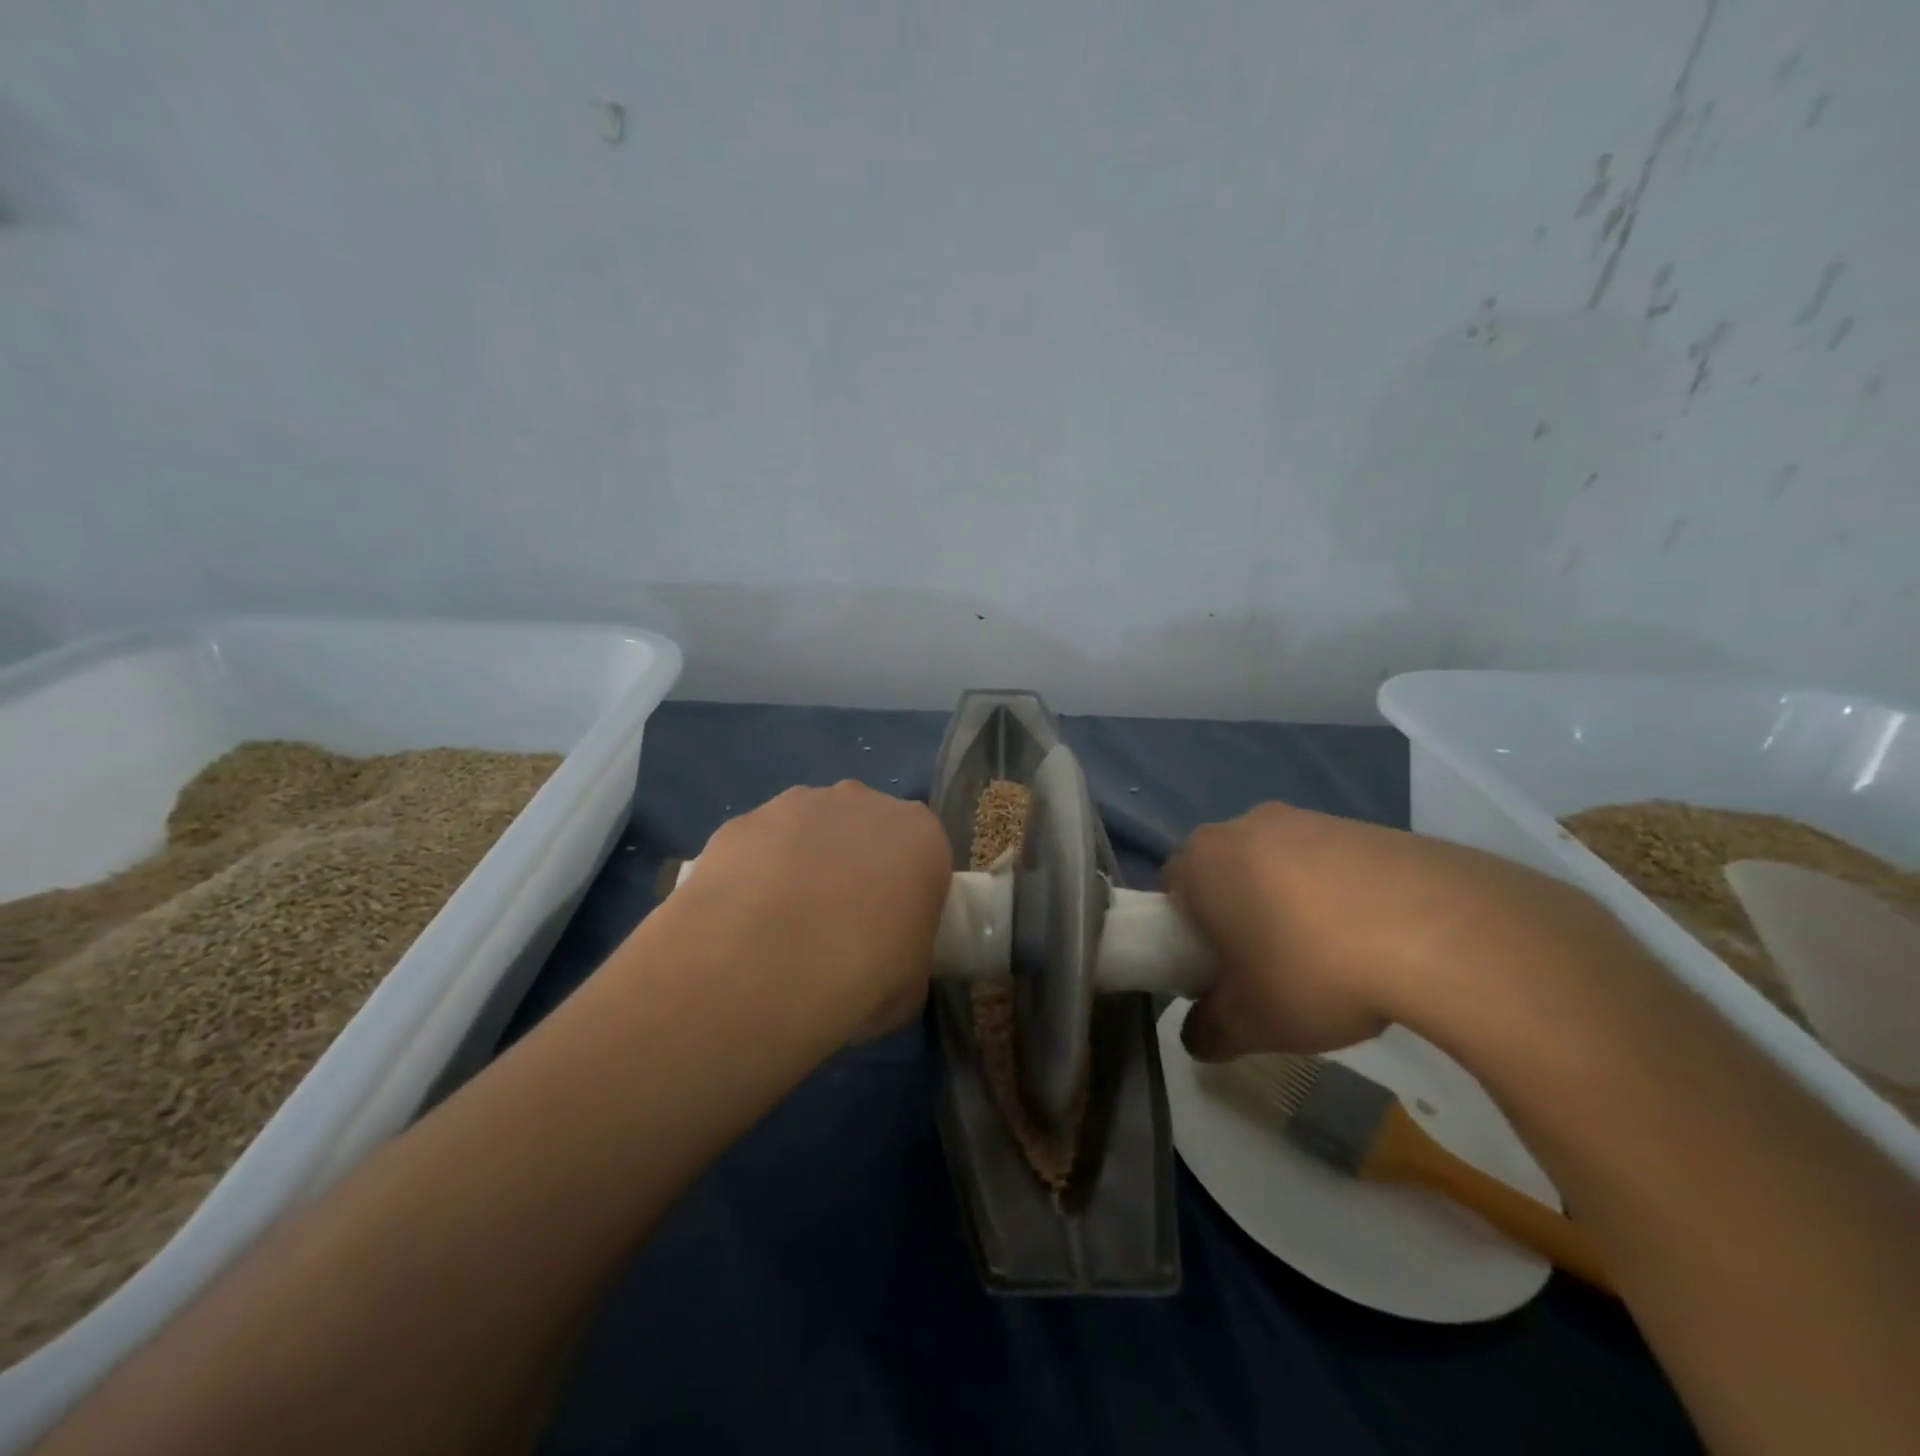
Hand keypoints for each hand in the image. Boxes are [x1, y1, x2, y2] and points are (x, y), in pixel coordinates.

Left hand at [672, 781, 950, 1040]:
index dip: (905, 890)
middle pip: (865, 828)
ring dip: (802, 864)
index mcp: (919, 836)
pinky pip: (758, 846)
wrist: (760, 966)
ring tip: (780, 927)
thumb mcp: (910, 987)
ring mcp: (798, 804)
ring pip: (808, 830)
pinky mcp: (743, 820)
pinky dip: (753, 874)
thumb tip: (887, 961)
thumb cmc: (859, 975)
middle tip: (836, 926)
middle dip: (853, 865)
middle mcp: (863, 803)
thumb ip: (907, 955)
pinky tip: (741, 920)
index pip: (922, 854)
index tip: (889, 929)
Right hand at [1165, 803, 1609, 1059]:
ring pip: (1278, 866)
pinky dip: (1338, 897)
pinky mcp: (1365, 826)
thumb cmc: (1311, 969)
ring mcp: (1310, 819)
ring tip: (1329, 960)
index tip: (1216, 972)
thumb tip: (1199, 1036)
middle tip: (1265, 968)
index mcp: (1202, 859)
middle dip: (1237, 916)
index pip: (1171, 891)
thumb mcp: (1249, 1023)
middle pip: (1225, 873)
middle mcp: (1246, 825)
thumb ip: (1208, 1032)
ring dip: (1289, 905)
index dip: (1186, 935)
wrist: (1439, 930)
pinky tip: (1371, 941)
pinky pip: (1331, 865)